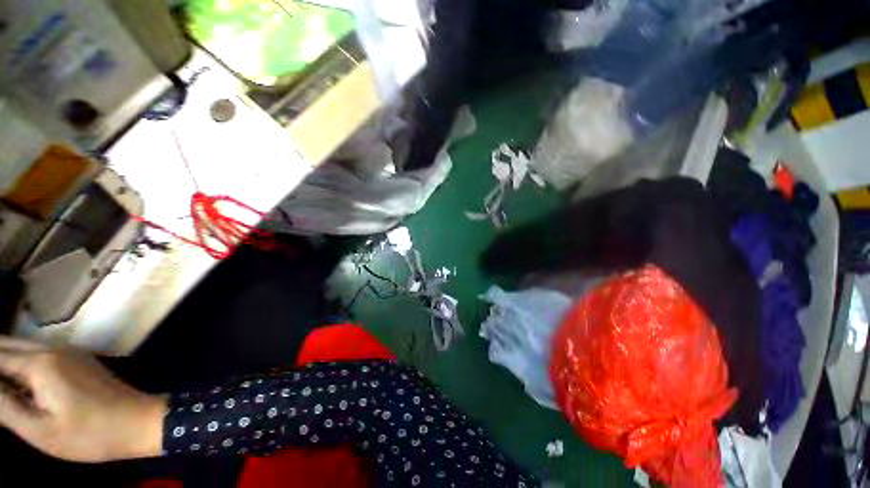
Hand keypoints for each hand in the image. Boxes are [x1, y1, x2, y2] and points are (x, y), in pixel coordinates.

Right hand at [0, 337, 165, 462]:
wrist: (139, 422)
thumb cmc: (89, 434)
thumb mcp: (39, 429)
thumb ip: (4, 404)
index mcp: (40, 363)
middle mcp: (53, 349)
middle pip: (7, 345)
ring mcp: (69, 352)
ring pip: (23, 347)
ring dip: (4, 360)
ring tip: (2, 388)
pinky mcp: (78, 360)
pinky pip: (40, 354)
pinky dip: (21, 362)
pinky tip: (15, 382)